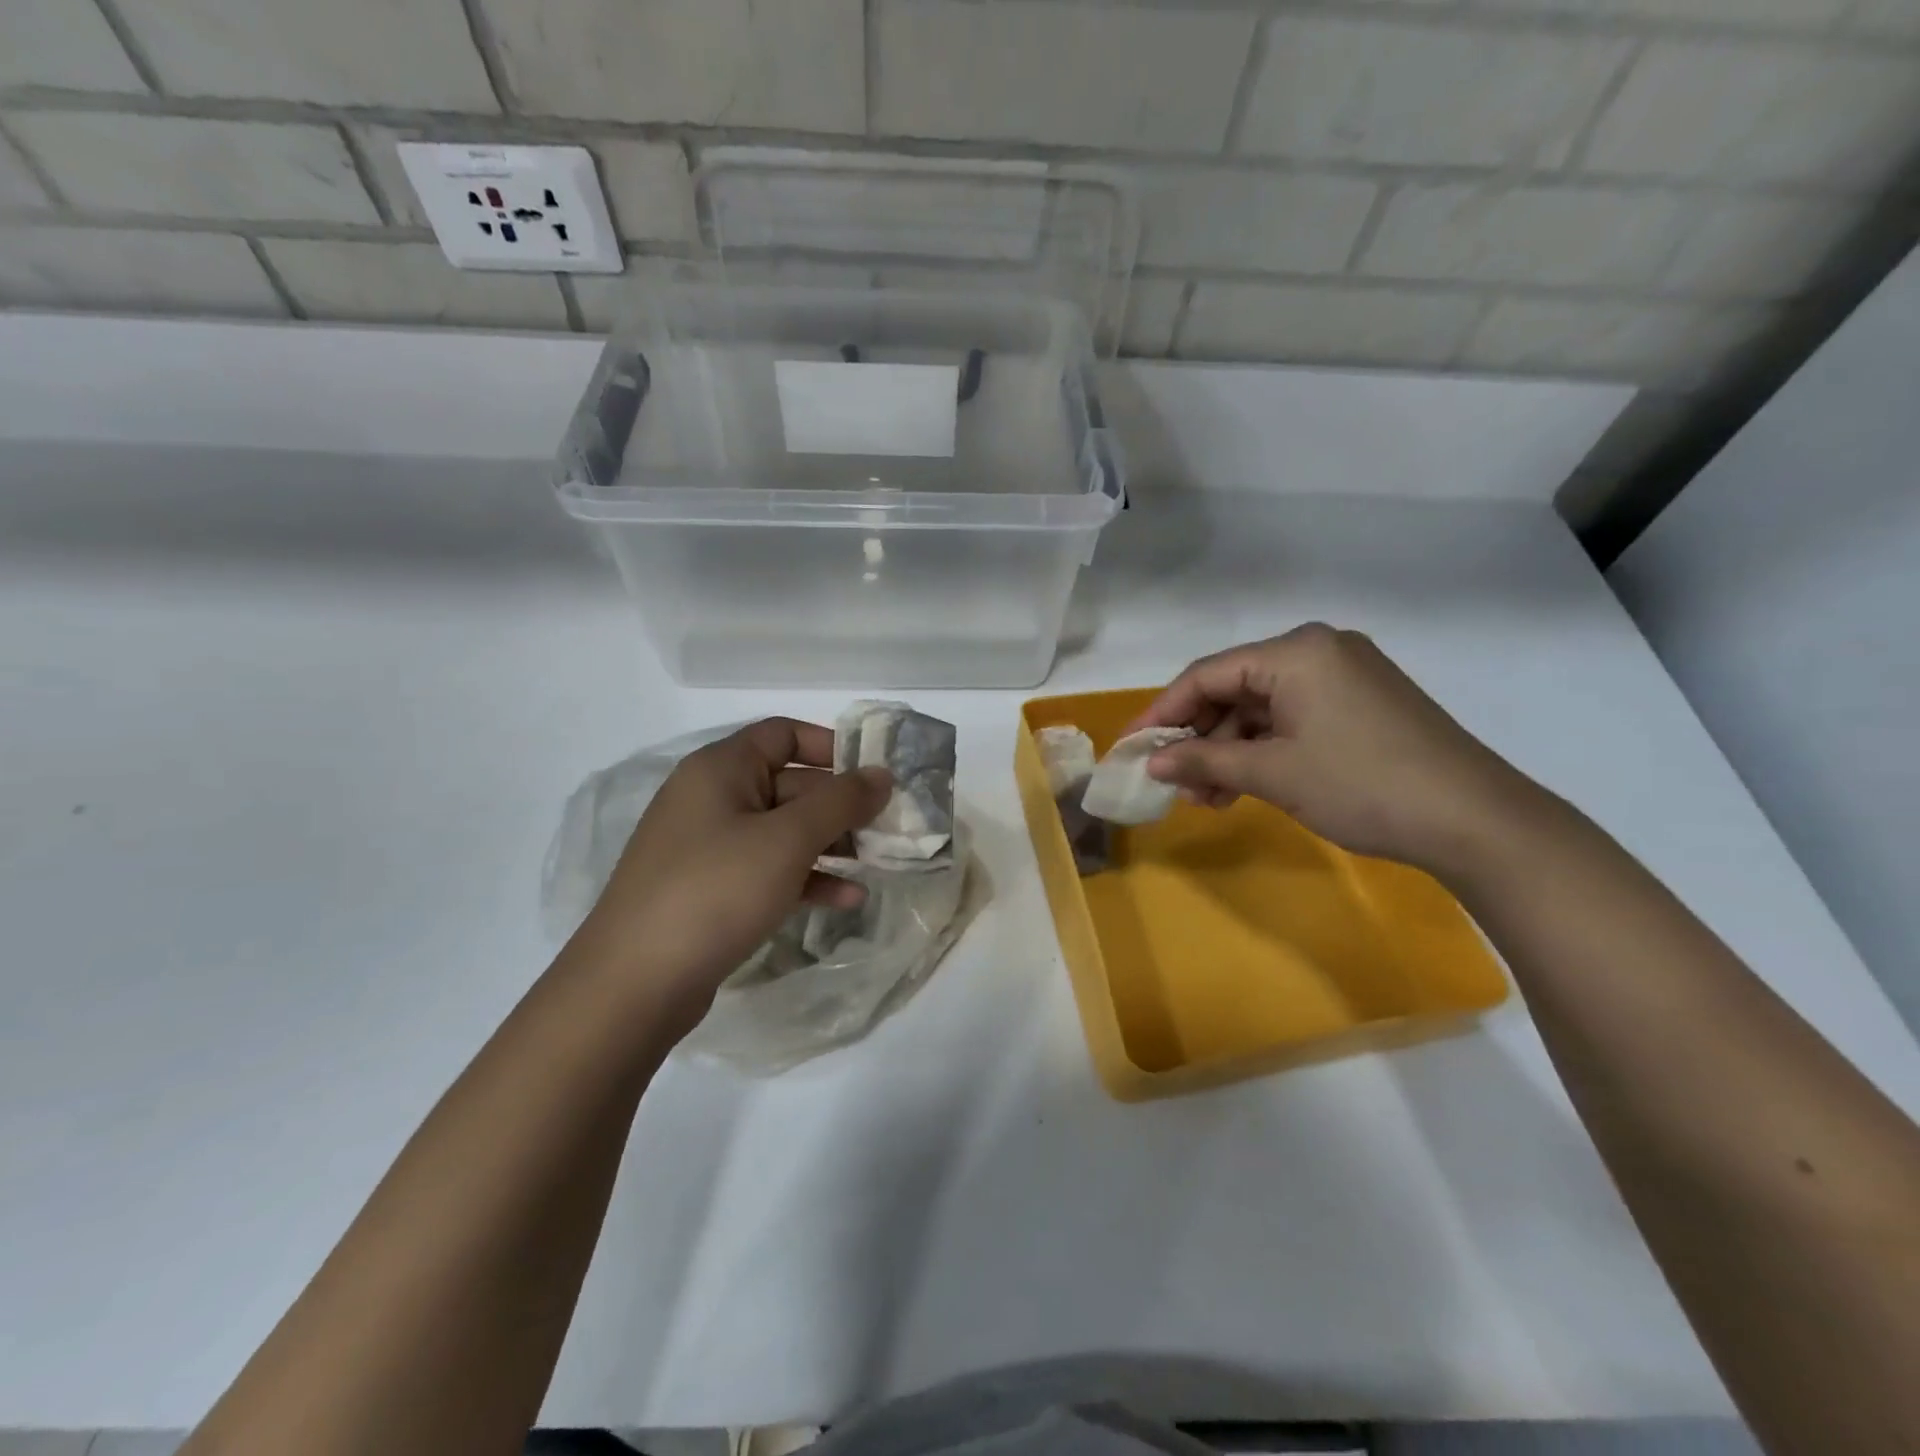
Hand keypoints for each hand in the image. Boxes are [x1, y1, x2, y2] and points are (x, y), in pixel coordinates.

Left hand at [575, 719, 891, 1031]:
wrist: (634, 984)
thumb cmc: (715, 890)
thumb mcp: (787, 839)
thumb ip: (841, 801)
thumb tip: (882, 774)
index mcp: (720, 769)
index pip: (783, 734)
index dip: (831, 746)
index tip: (874, 774)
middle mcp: (711, 799)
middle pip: (788, 785)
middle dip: (839, 805)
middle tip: (886, 828)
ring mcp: (708, 848)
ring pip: (782, 832)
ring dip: (829, 844)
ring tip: (874, 864)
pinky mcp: (710, 891)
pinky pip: (768, 870)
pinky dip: (806, 878)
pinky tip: (846, 899)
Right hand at [1130, 624, 1544, 875]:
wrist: (1476, 821)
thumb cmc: (1362, 785)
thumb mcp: (1273, 773)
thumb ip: (1204, 761)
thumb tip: (1151, 763)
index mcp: (1296, 652)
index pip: (1207, 674)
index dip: (1162, 713)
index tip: (1132, 748)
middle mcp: (1318, 651)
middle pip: (1234, 689)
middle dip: (1199, 738)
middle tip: (1173, 781)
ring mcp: (1345, 677)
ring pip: (1262, 709)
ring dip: (1229, 750)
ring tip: (1207, 798)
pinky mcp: (1362, 704)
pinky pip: (1293, 719)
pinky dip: (1264, 751)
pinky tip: (1244, 787)